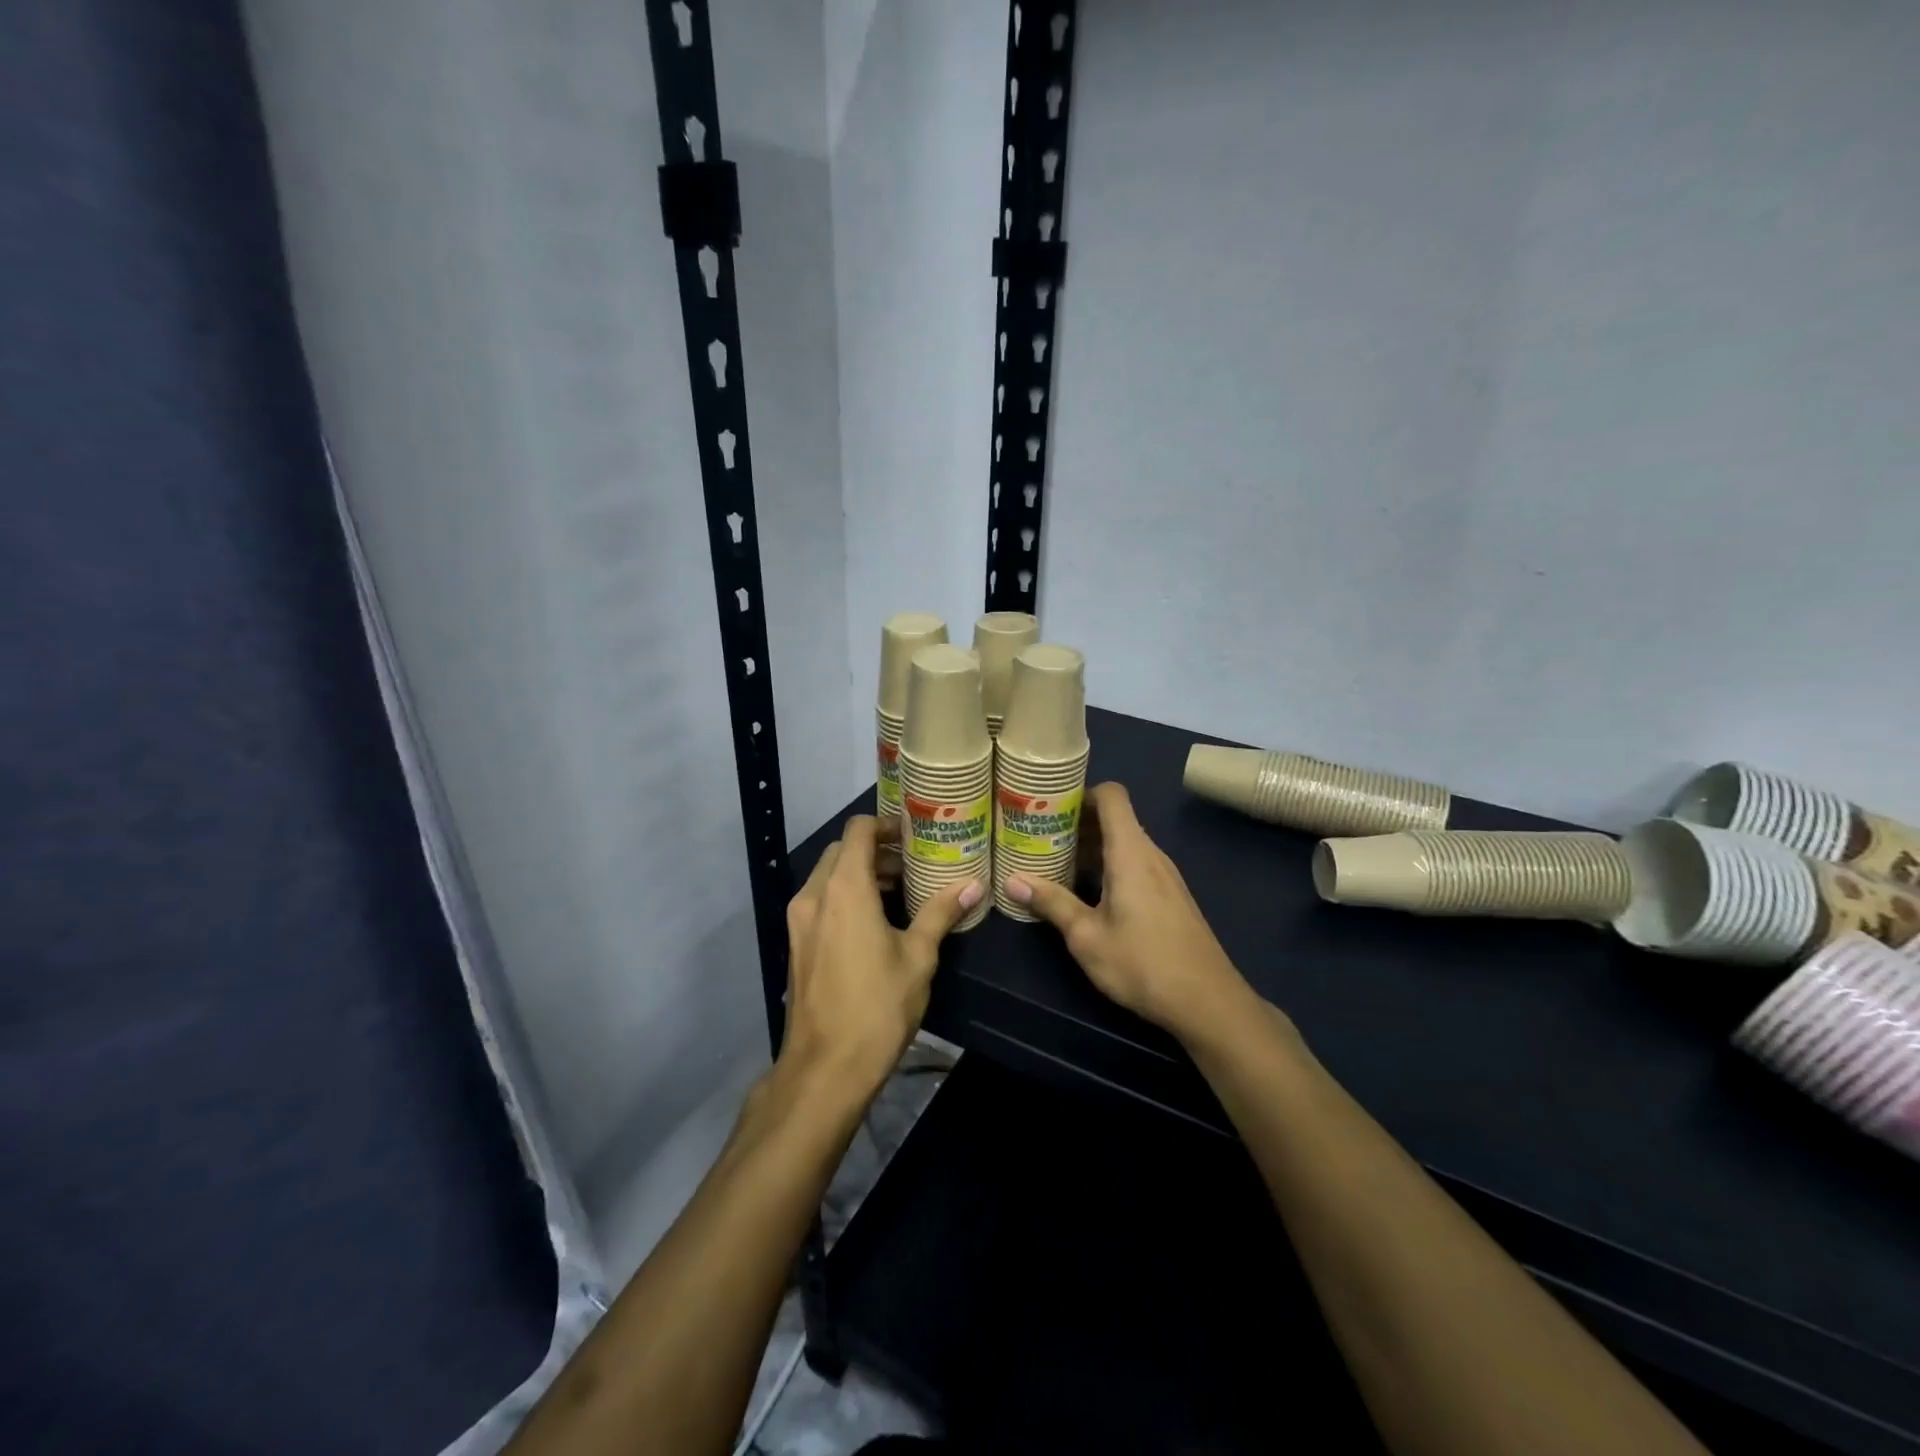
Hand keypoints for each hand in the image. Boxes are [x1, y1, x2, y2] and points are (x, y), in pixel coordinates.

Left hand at [782, 816, 979, 1098]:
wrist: (825, 1067)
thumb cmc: (877, 1006)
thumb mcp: (918, 957)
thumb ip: (942, 913)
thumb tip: (974, 884)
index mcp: (844, 888)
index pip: (858, 830)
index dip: (886, 824)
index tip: (914, 836)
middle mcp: (815, 895)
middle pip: (842, 851)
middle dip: (876, 851)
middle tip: (912, 866)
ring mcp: (799, 920)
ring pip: (829, 877)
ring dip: (860, 875)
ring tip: (900, 893)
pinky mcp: (796, 943)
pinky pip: (821, 902)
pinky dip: (845, 897)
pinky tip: (875, 923)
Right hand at [1005, 783, 1258, 1043]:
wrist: (1208, 1002)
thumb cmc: (1143, 964)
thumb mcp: (1087, 936)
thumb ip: (1052, 903)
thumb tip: (1012, 880)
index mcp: (1130, 852)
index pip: (1112, 796)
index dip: (1081, 793)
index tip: (1049, 807)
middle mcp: (1151, 855)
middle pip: (1115, 819)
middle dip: (1077, 824)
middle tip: (1039, 837)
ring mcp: (1166, 876)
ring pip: (1125, 844)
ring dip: (1092, 848)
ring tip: (1056, 864)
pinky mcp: (1172, 897)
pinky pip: (1136, 865)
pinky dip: (1110, 867)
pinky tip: (1089, 894)